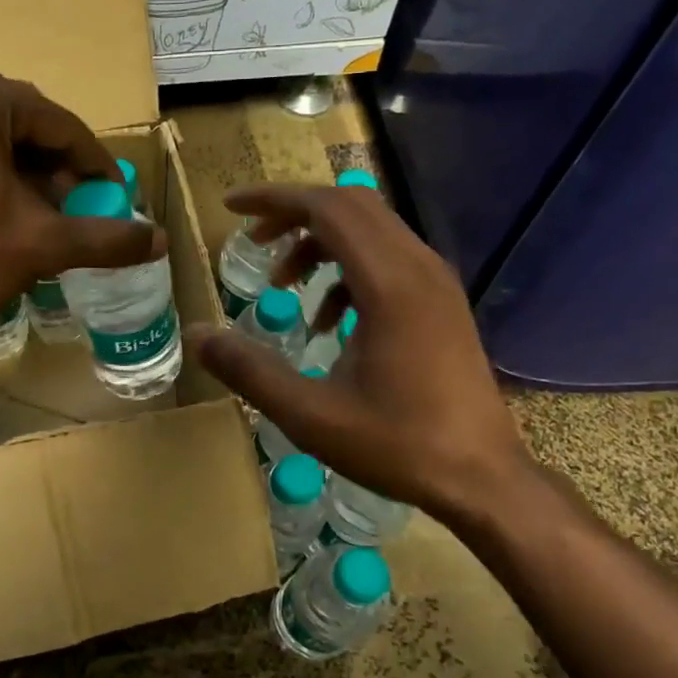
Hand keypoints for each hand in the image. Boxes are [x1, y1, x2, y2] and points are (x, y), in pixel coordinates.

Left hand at [0, 65, 160, 335]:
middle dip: (58, 174)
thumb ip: (105, 238)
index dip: (96, 166)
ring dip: (25, 177)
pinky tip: (1, 214)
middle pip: (25, 129)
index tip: (116, 198)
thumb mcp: (40, 244)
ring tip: (45, 220)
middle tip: (80, 214)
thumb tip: (159, 241)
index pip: (61, 127)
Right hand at [188, 183, 535, 520]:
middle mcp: (419, 267)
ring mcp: (437, 283)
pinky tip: (328, 321)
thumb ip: (249, 370)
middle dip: (294, 214)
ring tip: (284, 285)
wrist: (482, 477)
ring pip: (372, 230)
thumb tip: (195, 334)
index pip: (327, 208)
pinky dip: (349, 269)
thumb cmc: (397, 445)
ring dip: (321, 243)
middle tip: (253, 241)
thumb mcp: (310, 415)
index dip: (274, 199)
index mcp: (389, 283)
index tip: (231, 207)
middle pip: (350, 207)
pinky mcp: (442, 302)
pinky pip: (389, 259)